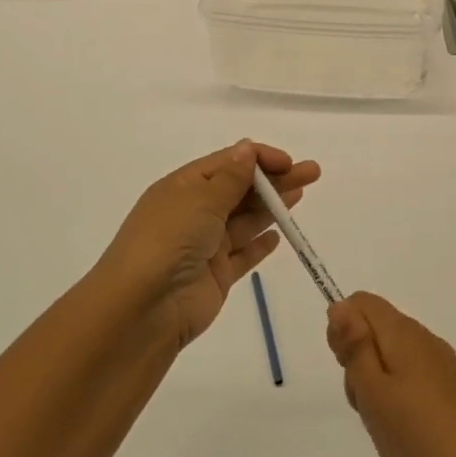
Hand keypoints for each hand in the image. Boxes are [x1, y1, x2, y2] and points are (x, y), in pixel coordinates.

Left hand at [95, 141, 319, 346]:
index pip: (227, 163)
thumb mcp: (200, 199)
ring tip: (302, 196)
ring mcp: (205, 246)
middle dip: (275, 181)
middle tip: (311, 173)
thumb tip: (248, 149)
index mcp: (182, 187)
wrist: (144, 307)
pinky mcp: (216, 277)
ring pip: (246, 220)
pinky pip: (243, 255)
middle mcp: (193, 213)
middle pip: (241, 190)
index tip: (288, 162)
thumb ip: (231, 177)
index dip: (259, 159)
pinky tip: (279, 235)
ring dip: (272, 207)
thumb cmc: (169, 240)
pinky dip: (260, 244)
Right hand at [326, 293, 455, 456]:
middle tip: (365, 403)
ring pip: (392, 357)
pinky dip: (398, 398)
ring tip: (385, 423)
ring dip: (376, 384)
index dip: (343, 329)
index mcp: (404, 333)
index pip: (361, 303)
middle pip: (376, 329)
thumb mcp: (374, 392)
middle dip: (358, 360)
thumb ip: (355, 346)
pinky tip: (406, 431)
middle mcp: (424, 339)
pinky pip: (412, 378)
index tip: (346, 368)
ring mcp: (442, 365)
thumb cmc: (420, 436)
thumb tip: (340, 306)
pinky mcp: (453, 390)